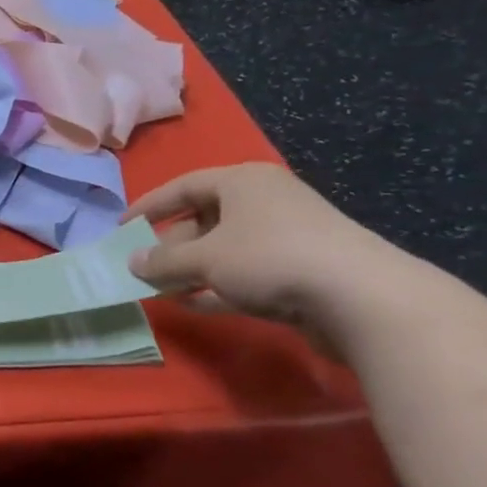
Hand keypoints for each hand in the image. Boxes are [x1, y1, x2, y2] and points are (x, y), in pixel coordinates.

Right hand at [124, 163, 412, 345]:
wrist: (363, 299)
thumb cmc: (271, 258)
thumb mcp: (205, 258)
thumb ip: (163, 261)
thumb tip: (132, 262)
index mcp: (242, 182)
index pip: (183, 186)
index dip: (149, 206)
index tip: (123, 227)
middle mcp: (265, 202)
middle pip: (204, 218)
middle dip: (171, 245)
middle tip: (143, 266)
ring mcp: (287, 237)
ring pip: (225, 249)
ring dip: (192, 269)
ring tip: (162, 289)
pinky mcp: (302, 271)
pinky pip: (246, 273)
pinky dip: (219, 286)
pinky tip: (195, 304)